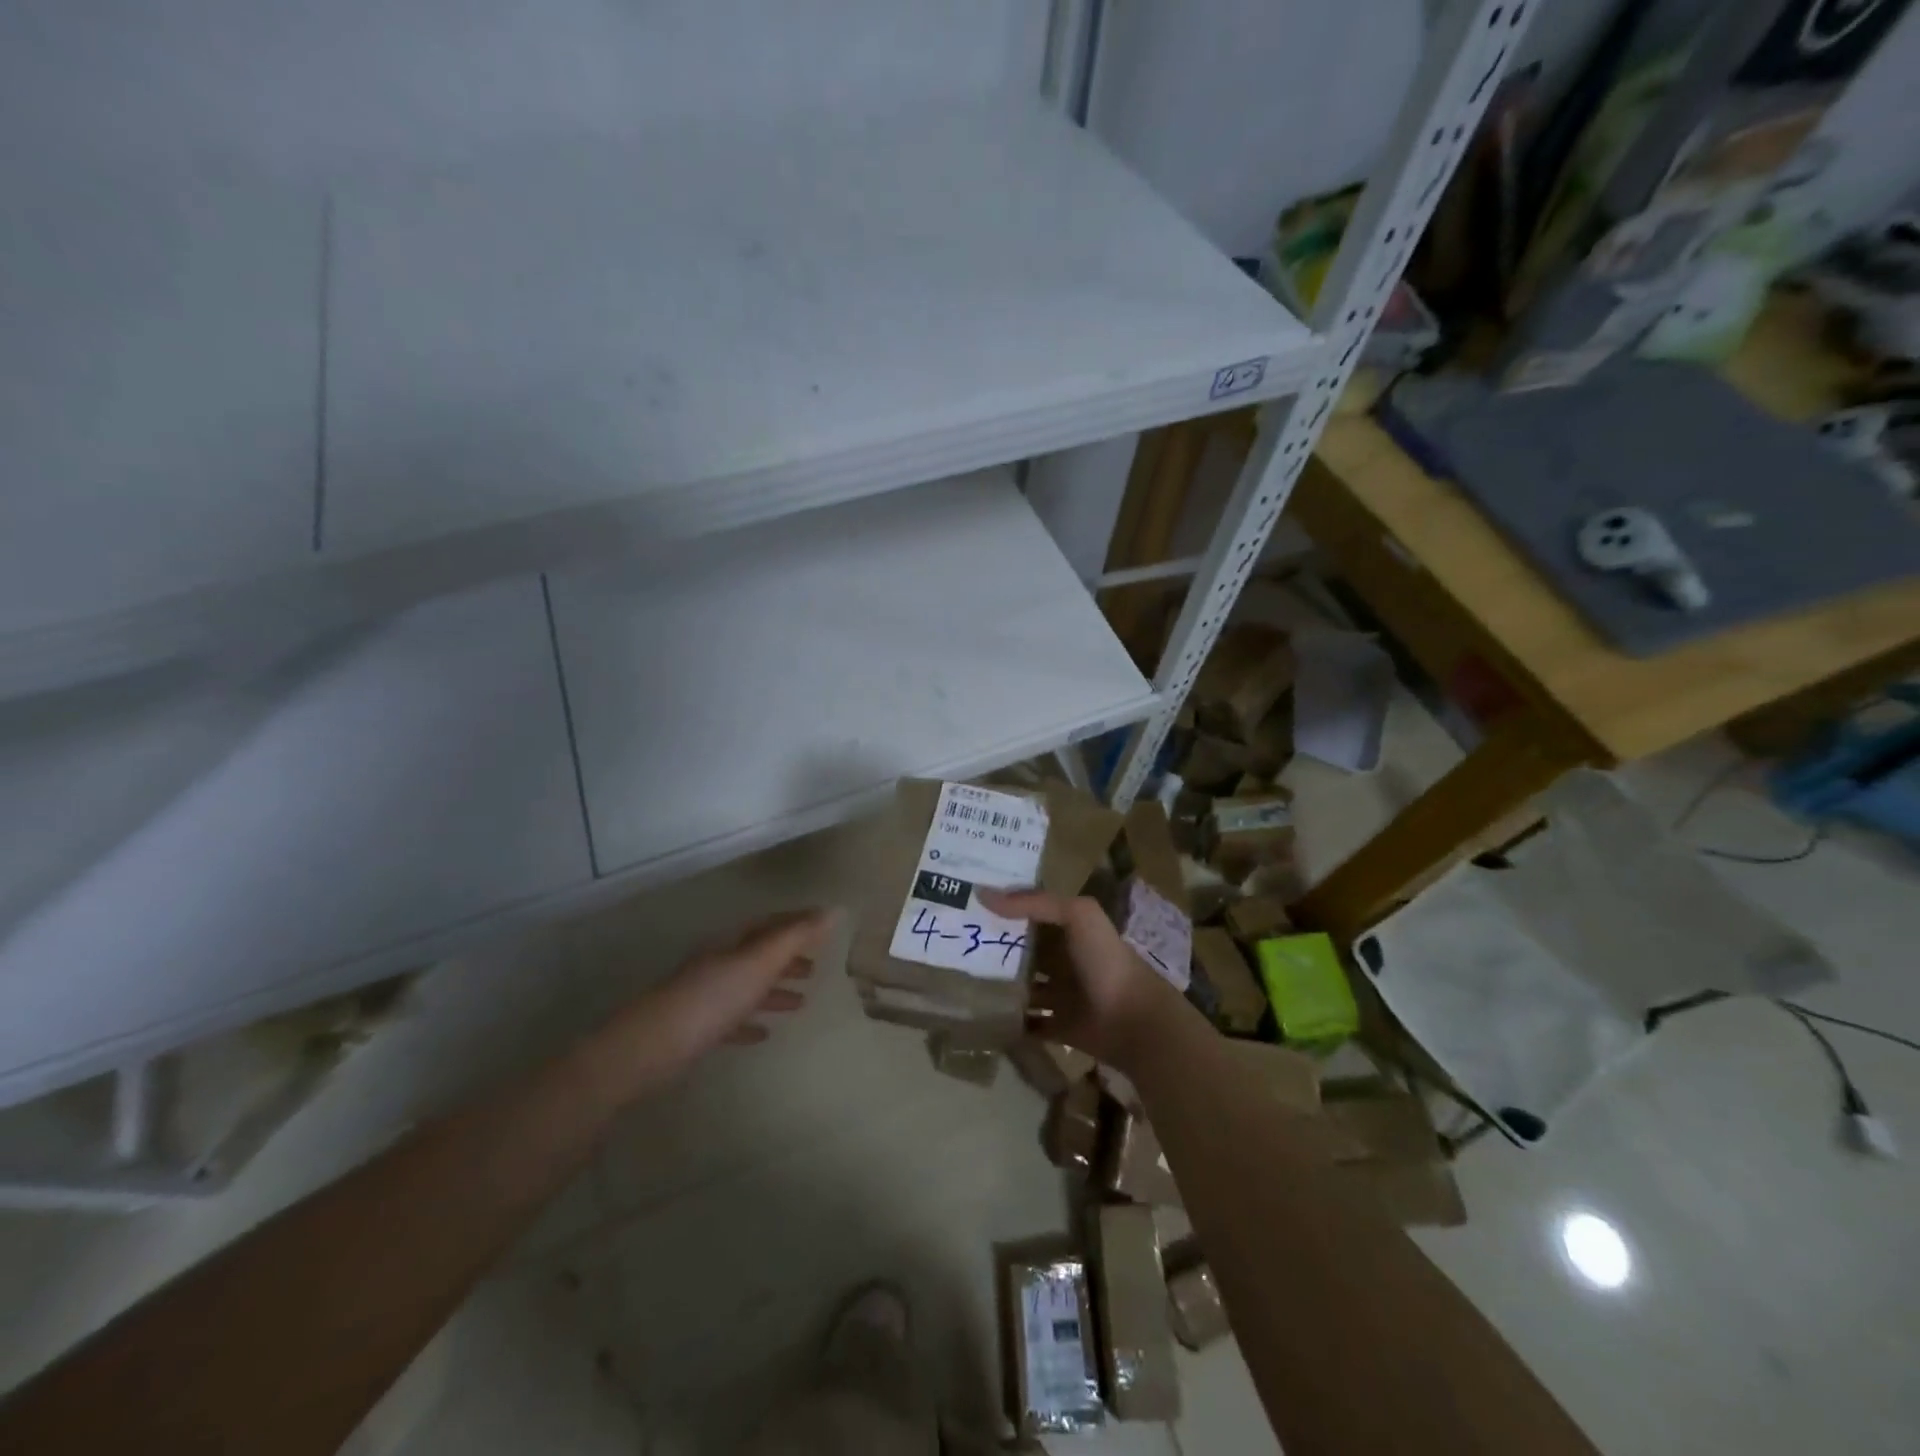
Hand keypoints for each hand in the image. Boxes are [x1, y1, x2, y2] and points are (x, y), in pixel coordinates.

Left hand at [594, 908, 837, 1096]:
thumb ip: (796, 937)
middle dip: (789, 959)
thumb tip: (834, 909)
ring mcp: (705, 995)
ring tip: (801, 1004)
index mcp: (734, 943)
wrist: (650, 1047)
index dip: (799, 923)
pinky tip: (763, 1034)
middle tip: (817, 969)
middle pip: (759, 954)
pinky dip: (749, 1021)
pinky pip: (730, 1019)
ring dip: (773, 991)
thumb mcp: (759, 963)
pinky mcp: (695, 1028)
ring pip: (746, 986)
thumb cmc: (712, 999)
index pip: (772, 925)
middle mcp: (719, 962)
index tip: (826, 926)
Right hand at [979, 890, 1185, 1070]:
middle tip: (953, 944)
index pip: (1031, 914)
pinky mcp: (1059, 1027)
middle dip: (995, 948)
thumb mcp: (1077, 915)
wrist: (1133, 1020)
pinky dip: (1011, 1023)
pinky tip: (982, 1016)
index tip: (967, 904)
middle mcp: (1064, 960)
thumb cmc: (1105, 961)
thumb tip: (982, 894)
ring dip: (1000, 986)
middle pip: (1024, 951)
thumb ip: (1034, 902)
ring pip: (1024, 987)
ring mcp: (1061, 995)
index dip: (1004, 908)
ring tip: (960, 980)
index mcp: (1069, 931)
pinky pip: (1029, 1024)